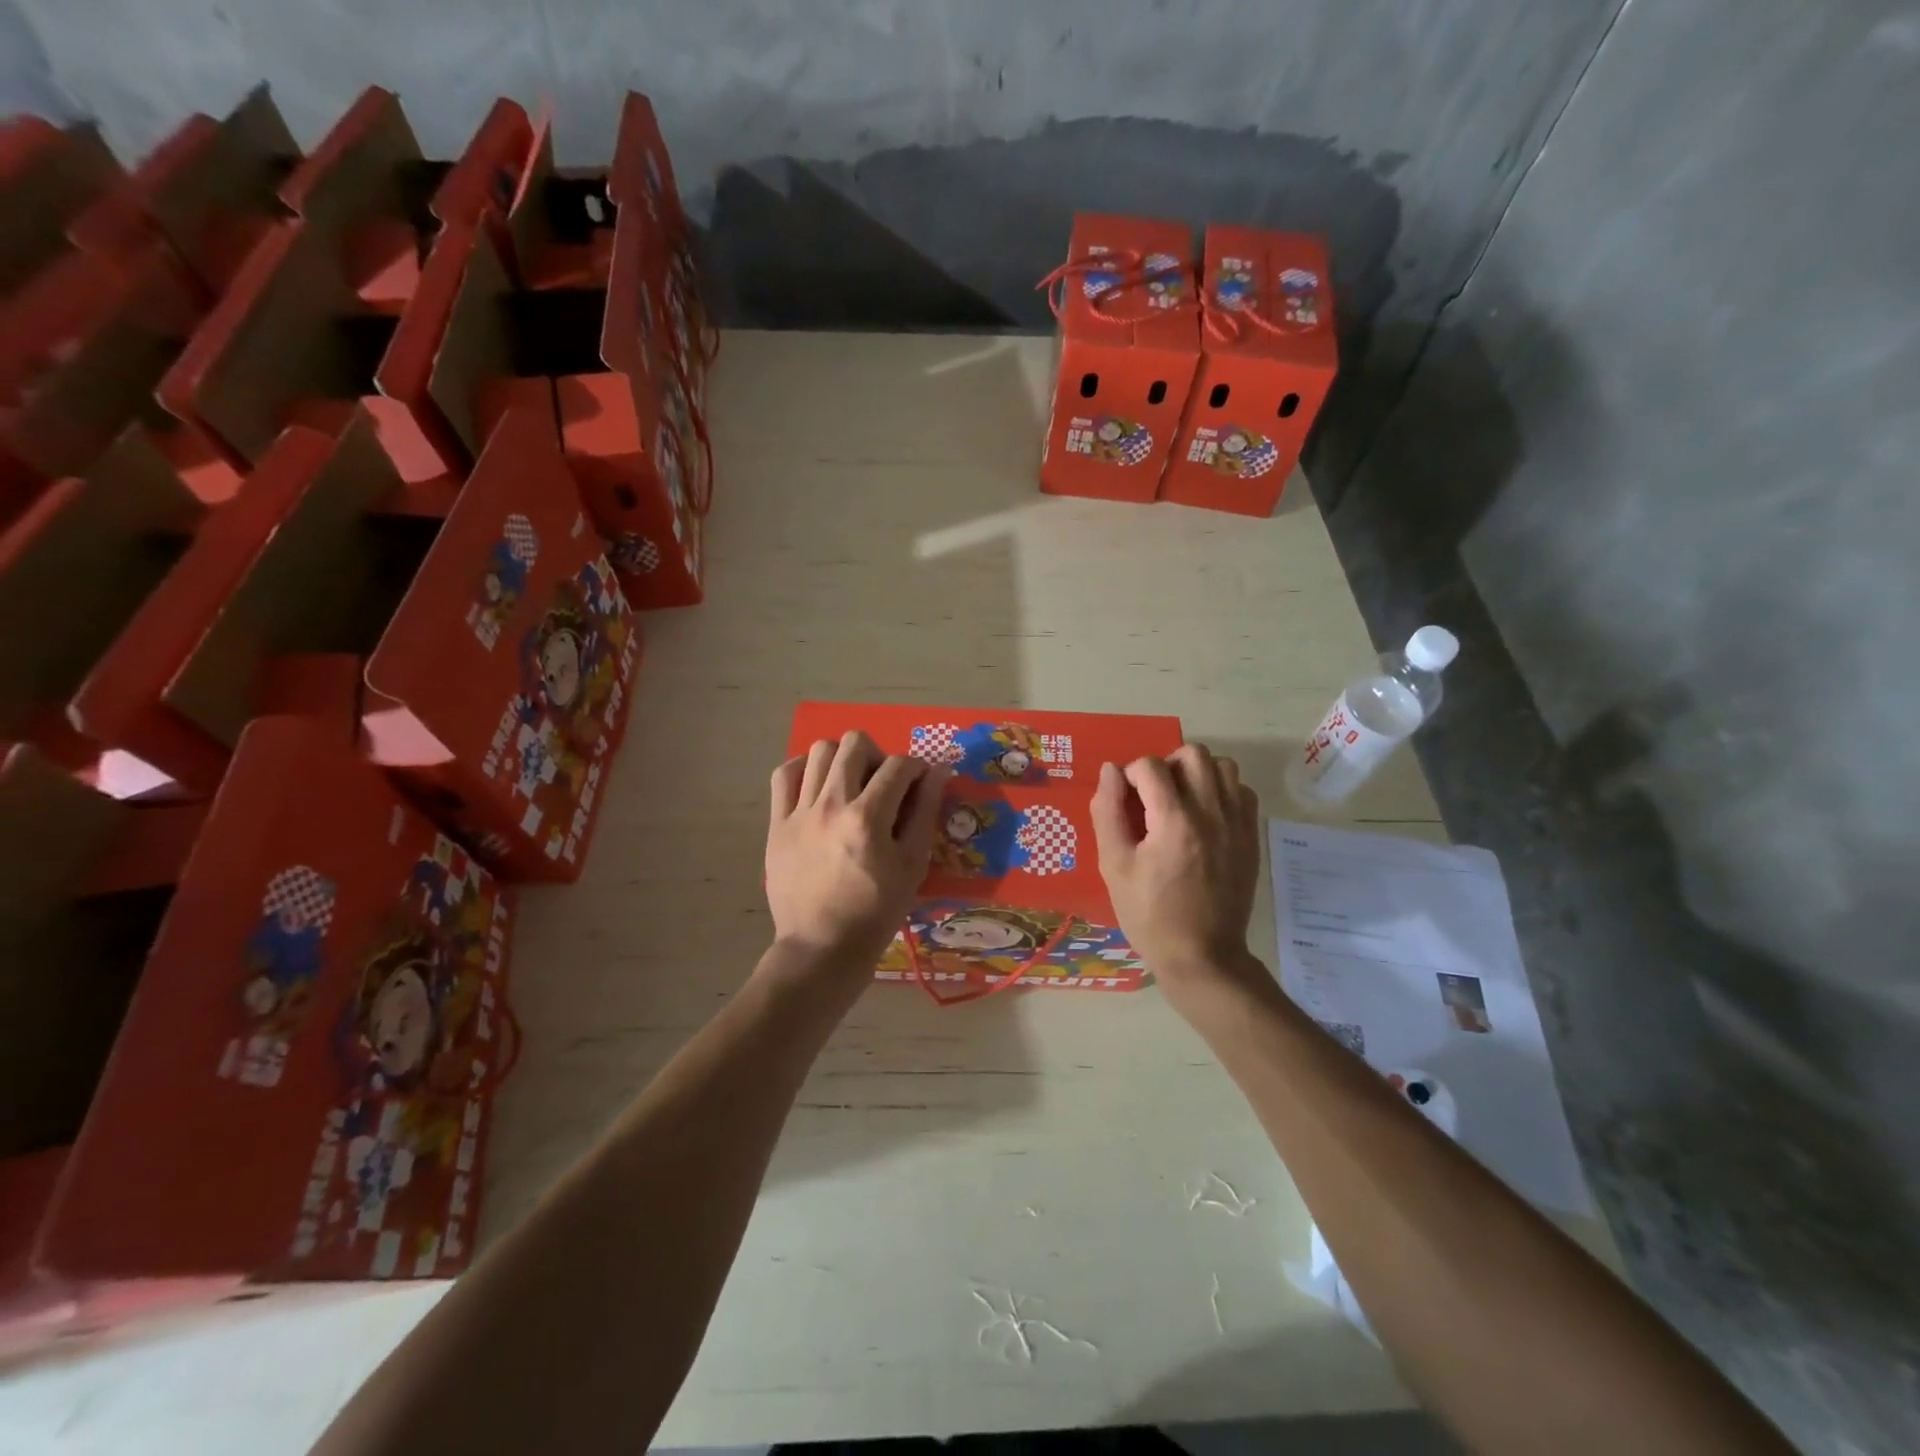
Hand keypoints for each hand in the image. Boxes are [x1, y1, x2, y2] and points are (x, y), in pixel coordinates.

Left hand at [765, 731, 947, 979]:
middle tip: (883, 782)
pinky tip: (817, 787)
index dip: (917, 767)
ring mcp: (799, 812)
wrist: (822, 947)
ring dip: (842, 759)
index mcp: (868, 818)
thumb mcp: (912, 865)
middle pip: (854, 744)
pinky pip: (784, 775)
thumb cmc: (876, 911)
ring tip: (850, 784)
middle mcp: (831, 804)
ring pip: (819, 751)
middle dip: (878, 754)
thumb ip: (926, 812)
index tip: (920, 782)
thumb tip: (939, 770)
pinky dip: (803, 770)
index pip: (899, 765)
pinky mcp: (777, 824)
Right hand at [1091, 744, 1264, 1003]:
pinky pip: (1243, 791)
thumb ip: (1108, 812)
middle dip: (1166, 764)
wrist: (1203, 955)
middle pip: (1193, 754)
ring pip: (1223, 767)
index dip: (1130, 775)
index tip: (1124, 799)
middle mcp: (1211, 813)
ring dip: (1198, 773)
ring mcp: (1237, 824)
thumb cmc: (1149, 914)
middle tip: (1153, 794)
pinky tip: (1206, 816)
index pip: (1150, 766)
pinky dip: (1222, 791)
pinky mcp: (1251, 837)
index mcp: (1173, 821)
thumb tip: (1110, 771)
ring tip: (1181, 800)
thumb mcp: (1114, 866)